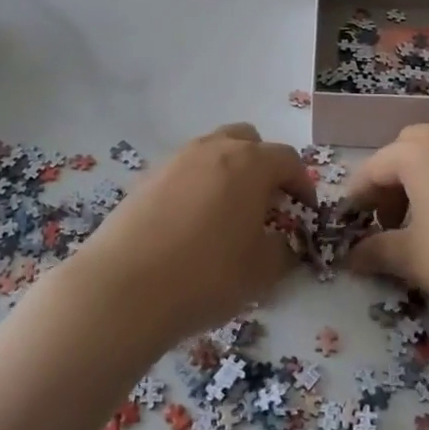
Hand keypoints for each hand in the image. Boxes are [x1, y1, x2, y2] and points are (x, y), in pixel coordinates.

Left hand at [61, 124, 313, 348]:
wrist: (124, 288)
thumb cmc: (206, 276)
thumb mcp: (262, 272)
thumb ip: (284, 251)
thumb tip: (284, 242)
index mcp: (250, 163)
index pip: (288, 160)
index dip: (302, 185)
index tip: (304, 213)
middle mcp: (214, 149)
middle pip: (249, 141)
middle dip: (264, 166)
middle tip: (266, 204)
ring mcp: (177, 159)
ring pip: (214, 151)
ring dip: (229, 172)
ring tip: (228, 214)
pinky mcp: (147, 176)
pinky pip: (186, 170)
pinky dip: (199, 185)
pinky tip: (192, 223)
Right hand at [344, 124, 428, 331]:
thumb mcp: (418, 261)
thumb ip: (377, 252)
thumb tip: (352, 255)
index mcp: (421, 151)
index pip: (373, 168)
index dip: (357, 199)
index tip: (350, 229)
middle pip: (406, 151)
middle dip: (390, 184)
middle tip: (389, 223)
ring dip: (421, 182)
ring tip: (425, 226)